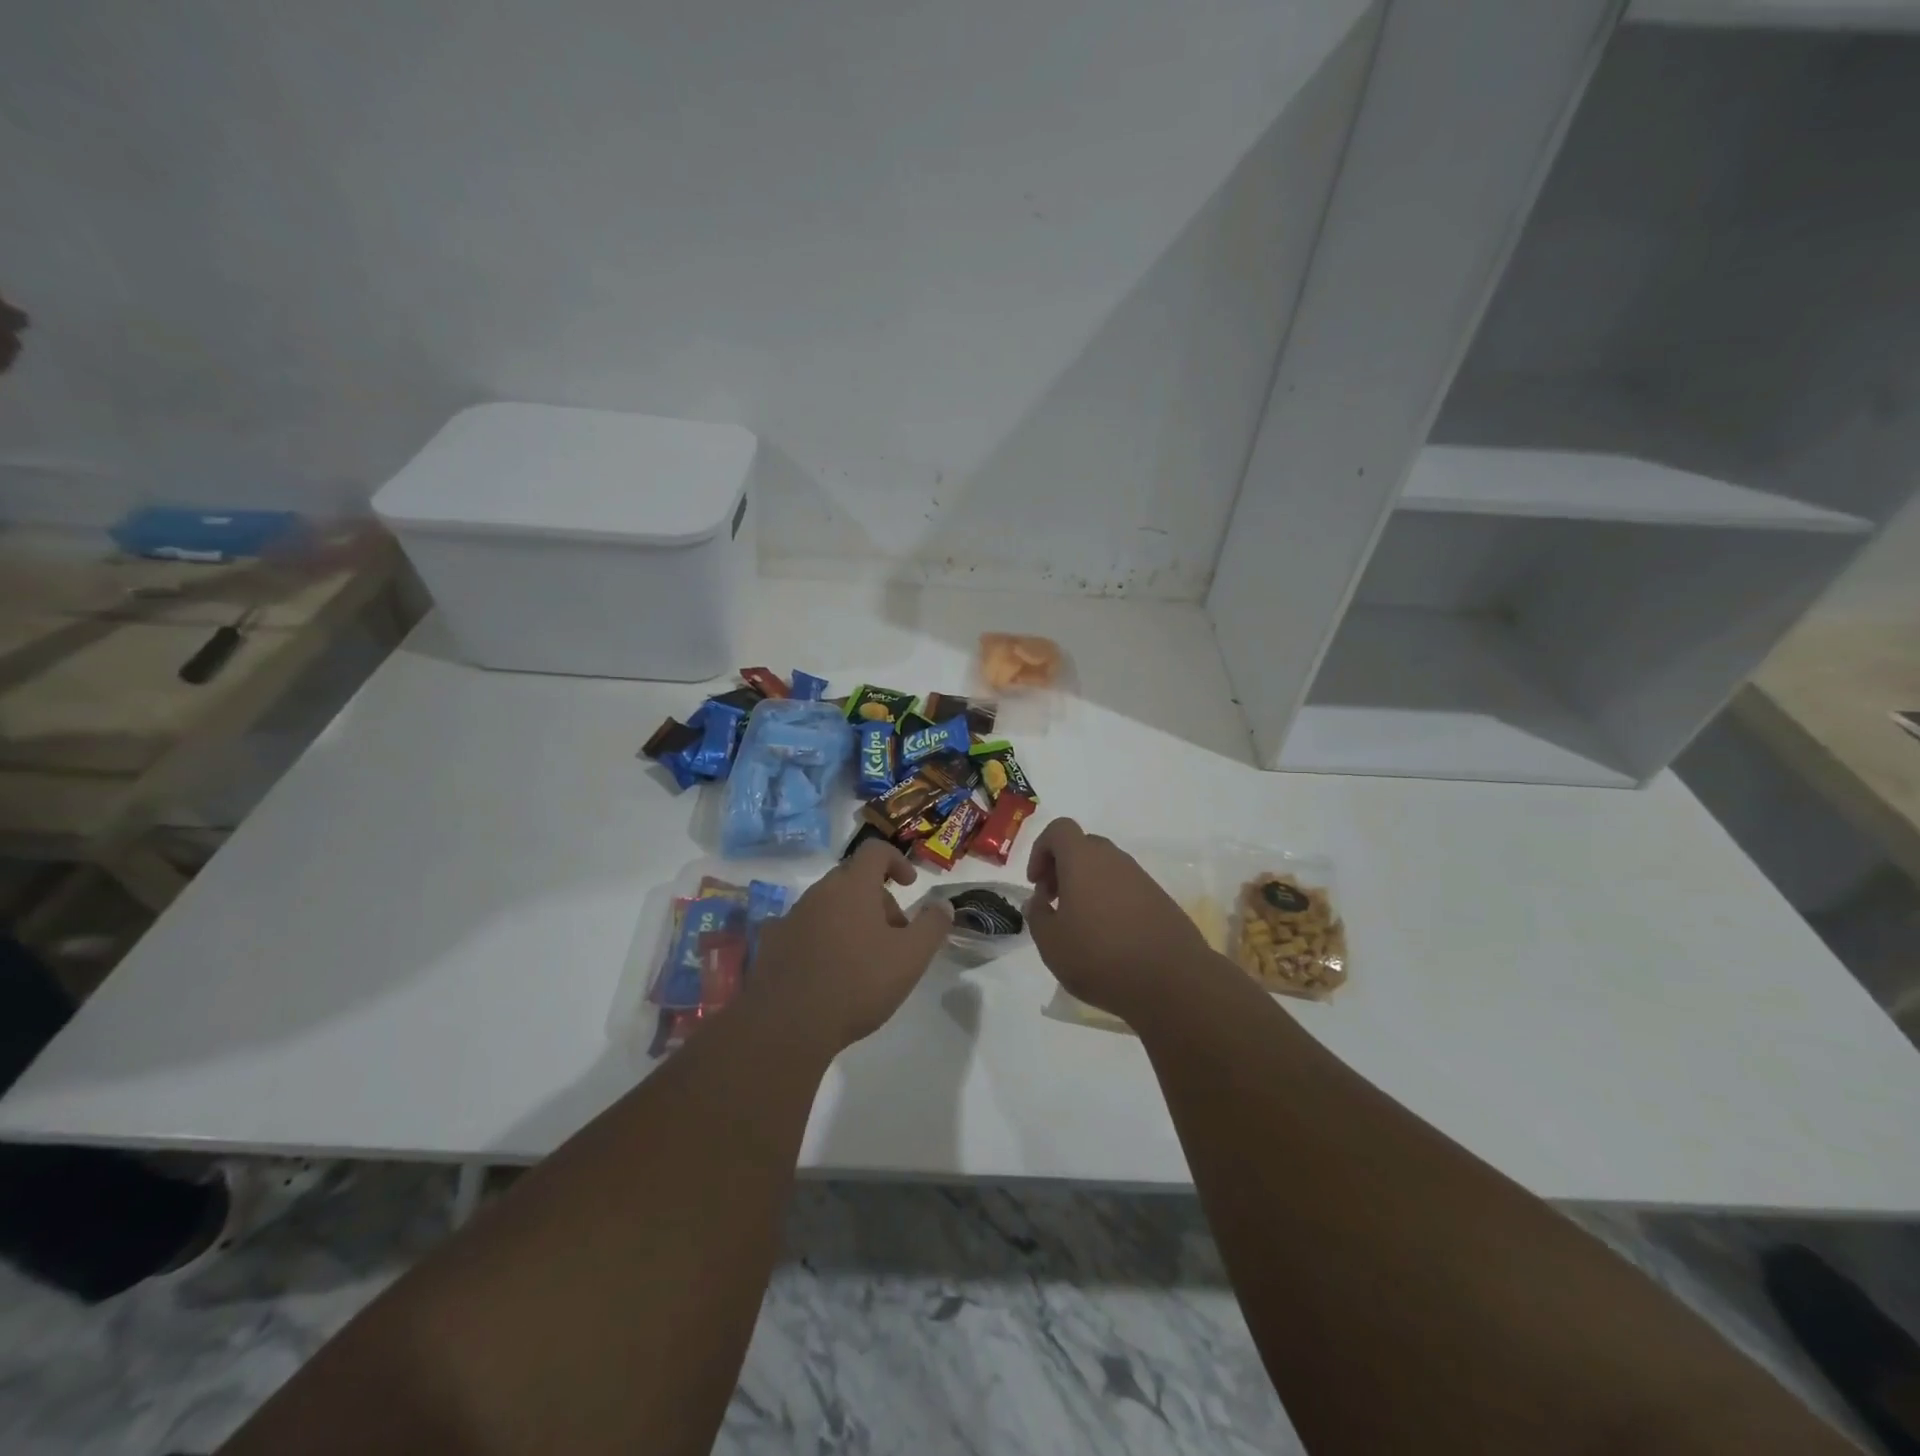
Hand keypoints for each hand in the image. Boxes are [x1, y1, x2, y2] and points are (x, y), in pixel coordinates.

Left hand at [747, 840, 952, 1054]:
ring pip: (827, 904)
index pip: (874, 850)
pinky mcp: (771, 943)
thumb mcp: (911, 958)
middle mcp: (819, 892)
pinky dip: (819, 937)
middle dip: (877, 898)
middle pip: (852, 878)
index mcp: (853, 887)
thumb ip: (932, 926)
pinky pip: (802, 928)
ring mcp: (791, 916)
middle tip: (893, 933)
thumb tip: (943, 904)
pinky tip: (824, 967)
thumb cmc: (858, 984)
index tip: (909, 884)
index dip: (896, 860)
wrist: (788, 1025)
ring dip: (848, 918)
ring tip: (861, 957)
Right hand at [1025, 818, 1213, 1024]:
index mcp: (1083, 860)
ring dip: (1086, 886)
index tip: (1037, 884)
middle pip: (1082, 847)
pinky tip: (1109, 937)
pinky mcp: (1160, 899)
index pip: (1059, 829)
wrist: (1173, 981)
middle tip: (1054, 903)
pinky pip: (1125, 888)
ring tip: (1080, 925)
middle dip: (1062, 868)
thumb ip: (1037, 916)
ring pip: (1105, 868)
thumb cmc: (1101, 957)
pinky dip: (1110, 901)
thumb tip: (1039, 901)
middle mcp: (1114, 859)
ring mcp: (1141, 878)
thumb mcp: (1051, 944)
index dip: (1041, 850)